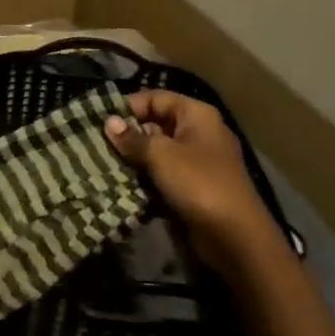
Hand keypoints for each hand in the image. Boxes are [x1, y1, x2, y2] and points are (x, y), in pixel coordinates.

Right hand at [105, 91, 272, 262]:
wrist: (235, 237)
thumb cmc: (198, 183)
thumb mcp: (161, 155)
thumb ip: (132, 138)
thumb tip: (109, 122)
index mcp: (196, 115)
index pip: (156, 98)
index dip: (129, 107)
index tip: (102, 122)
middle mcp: (199, 132)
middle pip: (157, 123)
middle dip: (129, 134)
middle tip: (99, 145)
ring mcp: (199, 160)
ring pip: (159, 151)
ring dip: (135, 158)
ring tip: (105, 164)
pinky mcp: (195, 186)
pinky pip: (165, 173)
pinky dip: (147, 176)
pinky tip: (123, 183)